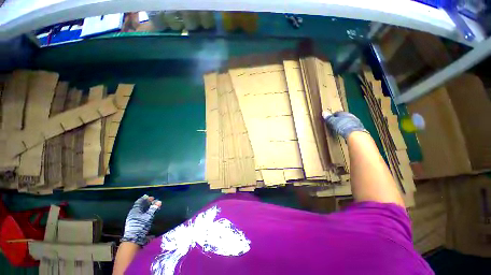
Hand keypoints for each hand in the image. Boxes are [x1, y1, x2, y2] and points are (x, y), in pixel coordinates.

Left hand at [121, 195, 161, 245]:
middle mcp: (133, 214)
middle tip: (153, 201)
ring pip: (141, 211)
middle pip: (140, 206)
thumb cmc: (140, 227)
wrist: (133, 240)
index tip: (150, 196)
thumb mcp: (148, 217)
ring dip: (147, 208)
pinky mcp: (135, 224)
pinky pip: (141, 215)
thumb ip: (153, 209)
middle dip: (147, 203)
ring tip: (153, 207)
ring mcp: (133, 219)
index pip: (139, 202)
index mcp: (134, 210)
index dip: (145, 198)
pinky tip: (149, 214)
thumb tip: (159, 201)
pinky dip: (146, 212)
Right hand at [322, 111, 368, 138]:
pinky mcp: (359, 128)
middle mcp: (351, 116)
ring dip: (344, 124)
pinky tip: (345, 133)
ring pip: (348, 122)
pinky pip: (352, 127)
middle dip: (339, 120)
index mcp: (344, 113)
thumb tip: (324, 113)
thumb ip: (328, 118)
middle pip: (344, 117)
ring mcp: (356, 122)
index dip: (333, 116)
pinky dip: (348, 129)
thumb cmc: (342, 126)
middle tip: (334, 124)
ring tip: (340, 129)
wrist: (354, 134)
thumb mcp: (332, 122)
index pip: (337, 113)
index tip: (329, 120)